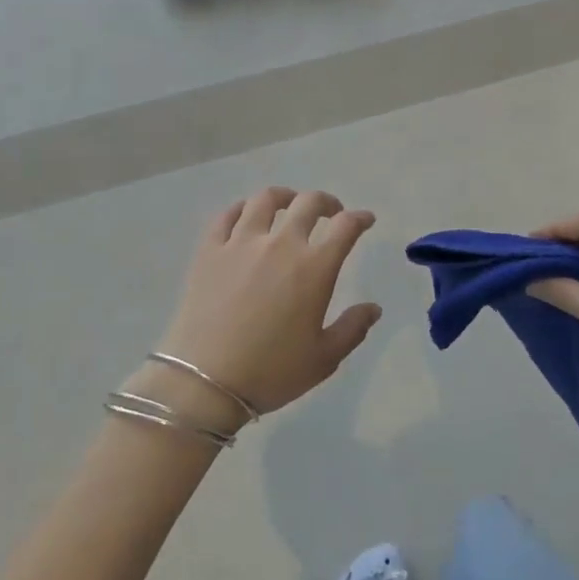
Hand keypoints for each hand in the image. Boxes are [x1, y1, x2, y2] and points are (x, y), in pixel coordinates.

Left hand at [131, 188, 381, 436]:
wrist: (204, 383)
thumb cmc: (271, 372)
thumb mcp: (324, 359)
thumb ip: (352, 328)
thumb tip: (374, 308)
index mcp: (314, 268)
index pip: (345, 226)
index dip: (360, 218)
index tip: (365, 220)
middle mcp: (281, 244)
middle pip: (308, 203)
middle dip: (326, 202)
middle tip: (330, 212)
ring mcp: (242, 242)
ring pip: (266, 199)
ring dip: (285, 196)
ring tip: (288, 205)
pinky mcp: (210, 250)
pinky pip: (227, 215)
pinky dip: (242, 208)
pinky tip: (246, 215)